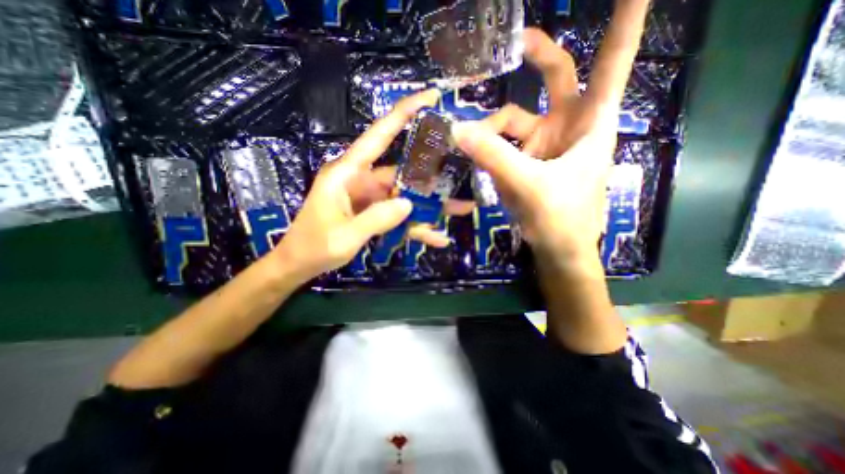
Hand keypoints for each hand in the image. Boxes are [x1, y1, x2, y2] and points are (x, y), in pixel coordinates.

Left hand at [270, 90, 465, 280]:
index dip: (403, 114)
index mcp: (347, 174)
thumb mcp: (344, 237)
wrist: (300, 264)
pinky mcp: (374, 213)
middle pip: (402, 172)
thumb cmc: (314, 247)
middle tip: (462, 173)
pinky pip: (399, 217)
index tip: (431, 98)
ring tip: (461, 209)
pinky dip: (417, 227)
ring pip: (406, 196)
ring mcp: (370, 198)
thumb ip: (375, 220)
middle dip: (432, 176)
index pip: (378, 136)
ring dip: (431, 206)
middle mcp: (361, 180)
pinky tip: (437, 238)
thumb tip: (408, 204)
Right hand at [452, 1, 647, 269]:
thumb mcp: (529, 185)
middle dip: (537, 58)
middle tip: (513, 46)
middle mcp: (569, 127)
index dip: (624, 22)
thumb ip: (494, 156)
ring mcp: (545, 145)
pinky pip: (504, 144)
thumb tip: (457, 130)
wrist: (558, 250)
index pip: (611, 62)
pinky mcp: (527, 162)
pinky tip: (475, 156)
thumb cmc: (560, 219)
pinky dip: (489, 148)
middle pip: (556, 78)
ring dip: (491, 129)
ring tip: (469, 142)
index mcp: (590, 124)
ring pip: (515, 120)